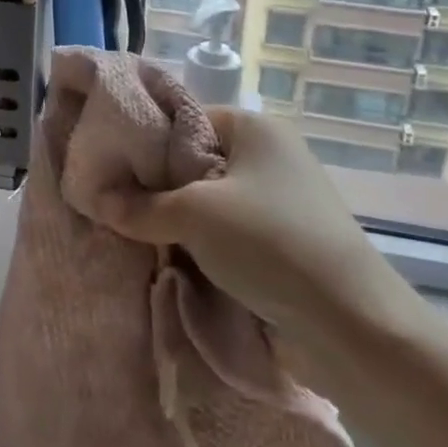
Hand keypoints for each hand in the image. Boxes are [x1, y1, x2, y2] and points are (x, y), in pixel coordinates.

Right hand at [94, 108, 412, 338]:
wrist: (352, 326)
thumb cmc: (270, 244)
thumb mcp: (194, 216)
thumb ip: (140, 206)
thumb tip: (95, 199)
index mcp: (254, 127)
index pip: (184, 119)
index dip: (146, 141)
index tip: (110, 167)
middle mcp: (269, 155)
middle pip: (194, 162)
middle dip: (158, 187)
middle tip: (115, 202)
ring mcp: (279, 200)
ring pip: (208, 201)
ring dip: (177, 221)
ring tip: (134, 233)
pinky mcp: (283, 241)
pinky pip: (227, 232)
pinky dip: (202, 244)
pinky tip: (170, 259)